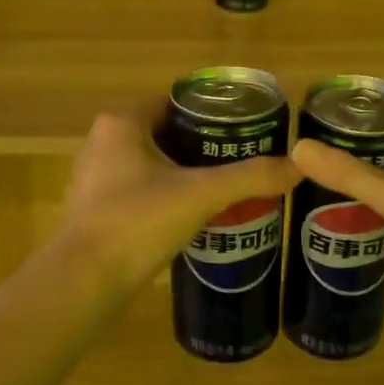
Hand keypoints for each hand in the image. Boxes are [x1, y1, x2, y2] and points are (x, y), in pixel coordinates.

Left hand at [55, 105, 298, 301]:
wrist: (84, 282)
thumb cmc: (138, 221)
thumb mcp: (201, 194)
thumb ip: (250, 177)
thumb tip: (299, 166)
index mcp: (123, 123)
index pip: (175, 102)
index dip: (212, 113)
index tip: (245, 129)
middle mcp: (104, 142)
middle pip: (166, 133)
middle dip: (204, 146)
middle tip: (244, 159)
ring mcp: (97, 177)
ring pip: (153, 163)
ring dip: (186, 172)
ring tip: (228, 185)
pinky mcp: (97, 209)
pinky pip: (141, 189)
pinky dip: (168, 194)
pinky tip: (196, 213)